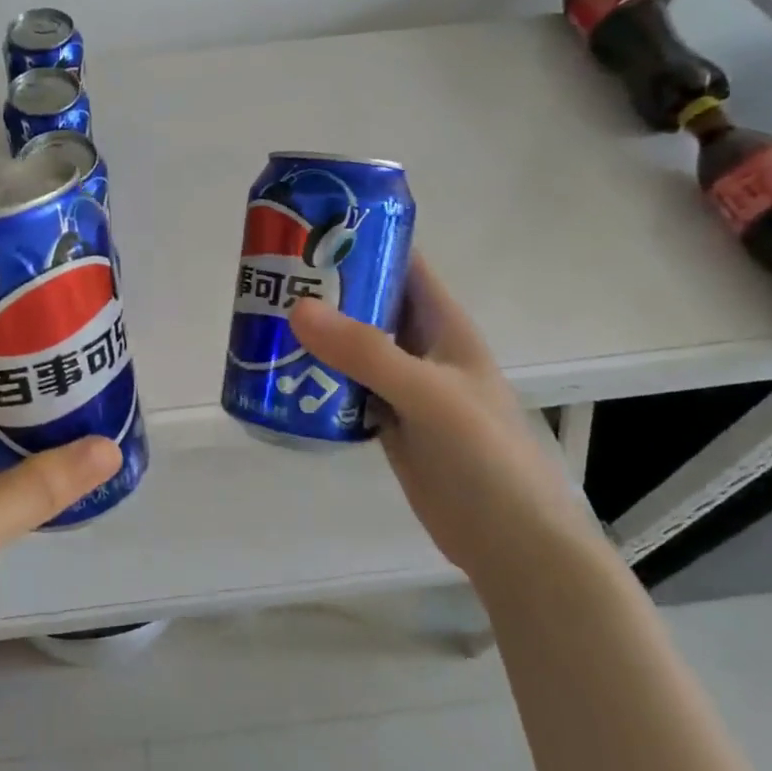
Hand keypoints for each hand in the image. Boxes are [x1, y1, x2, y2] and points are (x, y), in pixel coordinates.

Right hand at [289, 254, 590, 577]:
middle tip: (268, 277)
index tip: (307, 229)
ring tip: (261, 320)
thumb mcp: (428, 394)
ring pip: (351, 346)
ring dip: (314, 334)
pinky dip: (315, 378)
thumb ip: (366, 352)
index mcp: (443, 325)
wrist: (509, 541)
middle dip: (324, 287)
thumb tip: (297, 308)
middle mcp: (420, 347)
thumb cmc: (484, 456)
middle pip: (367, 302)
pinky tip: (280, 376)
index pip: (402, 263)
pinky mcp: (386, 421)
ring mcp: (402, 386)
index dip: (362, 239)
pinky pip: (343, 387)